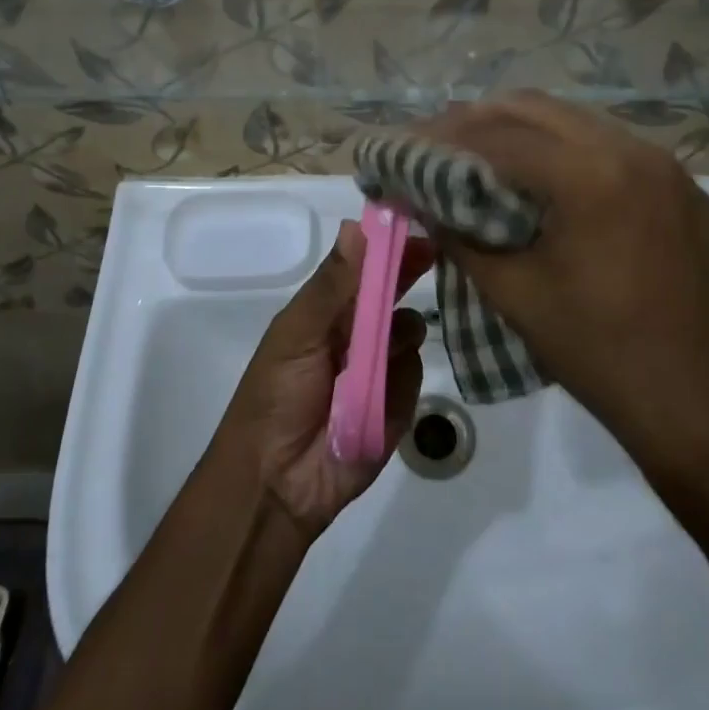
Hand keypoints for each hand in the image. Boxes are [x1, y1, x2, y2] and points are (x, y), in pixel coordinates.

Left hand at [213, 222, 433, 539]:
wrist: (276, 484)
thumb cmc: (276, 396)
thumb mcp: (297, 333)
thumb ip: (332, 285)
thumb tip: (356, 226)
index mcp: (326, 310)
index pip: (363, 266)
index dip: (386, 247)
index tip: (413, 226)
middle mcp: (355, 332)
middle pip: (391, 293)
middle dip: (407, 275)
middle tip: (433, 256)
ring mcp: (379, 367)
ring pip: (409, 331)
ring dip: (400, 333)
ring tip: (375, 357)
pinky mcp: (397, 403)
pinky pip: (413, 376)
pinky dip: (399, 382)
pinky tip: (377, 398)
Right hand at [417, 93, 708, 461]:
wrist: (696, 403)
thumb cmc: (597, 353)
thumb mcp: (514, 293)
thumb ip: (460, 236)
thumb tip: (420, 200)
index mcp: (592, 176)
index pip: (501, 136)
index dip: (446, 138)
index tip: (409, 145)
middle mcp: (632, 150)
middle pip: (536, 108)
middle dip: (479, 118)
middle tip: (439, 140)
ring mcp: (664, 164)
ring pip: (575, 120)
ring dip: (522, 128)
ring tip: (482, 150)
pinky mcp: (682, 184)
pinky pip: (611, 145)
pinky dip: (566, 148)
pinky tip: (545, 176)